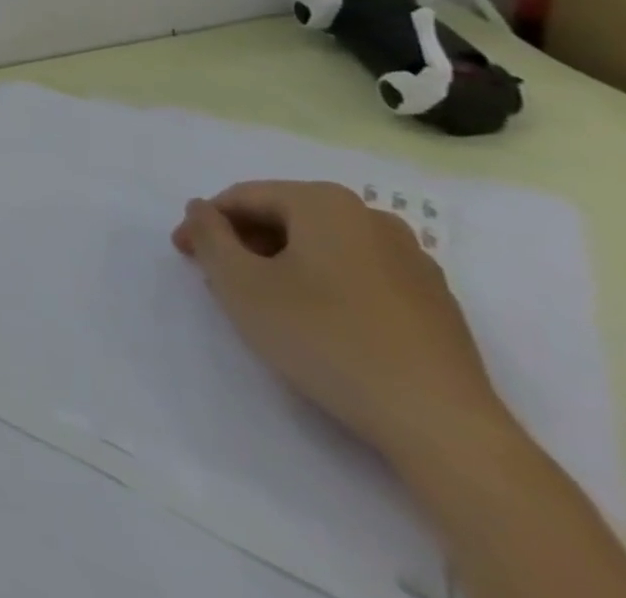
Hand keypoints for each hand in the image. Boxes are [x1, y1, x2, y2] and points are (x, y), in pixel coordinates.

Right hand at [173, 180, 507, 466]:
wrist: (443, 427)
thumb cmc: (325, 339)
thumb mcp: (239, 283)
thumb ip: (208, 236)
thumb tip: (200, 210)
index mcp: (325, 202)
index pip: (243, 198)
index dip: (204, 224)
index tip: (183, 255)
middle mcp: (371, 218)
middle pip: (285, 218)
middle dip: (245, 244)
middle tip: (220, 280)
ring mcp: (412, 261)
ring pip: (322, 247)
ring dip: (282, 265)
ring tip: (264, 304)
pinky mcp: (434, 303)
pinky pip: (358, 275)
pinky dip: (324, 286)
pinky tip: (315, 324)